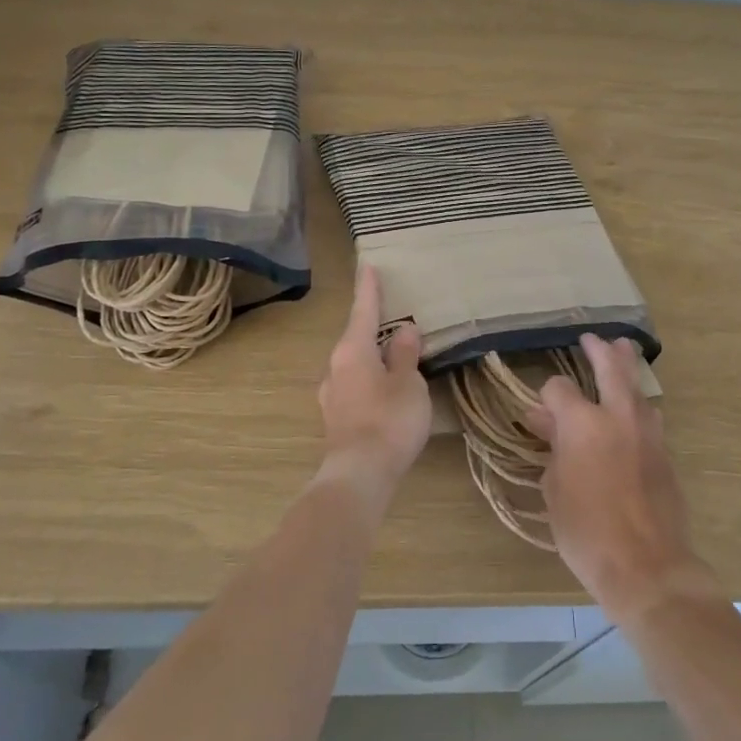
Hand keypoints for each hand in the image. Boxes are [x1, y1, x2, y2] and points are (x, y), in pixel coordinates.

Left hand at [316, 264, 431, 510]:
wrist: (360, 475)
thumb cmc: (389, 420)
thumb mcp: (408, 382)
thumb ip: (405, 354)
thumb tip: (404, 330)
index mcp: (352, 351)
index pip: (363, 310)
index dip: (368, 288)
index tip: (368, 265)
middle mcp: (336, 367)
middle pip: (357, 338)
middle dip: (374, 327)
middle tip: (393, 315)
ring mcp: (333, 395)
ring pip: (356, 364)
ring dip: (374, 356)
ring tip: (396, 356)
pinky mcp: (337, 419)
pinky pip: (356, 386)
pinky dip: (372, 379)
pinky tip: (386, 390)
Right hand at [527, 334, 717, 622]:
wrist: (645, 565)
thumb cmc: (585, 530)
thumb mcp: (554, 489)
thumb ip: (552, 448)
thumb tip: (546, 423)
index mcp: (582, 422)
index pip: (559, 388)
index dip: (546, 396)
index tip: (539, 411)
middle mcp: (618, 416)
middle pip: (611, 367)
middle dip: (599, 350)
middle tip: (593, 340)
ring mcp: (647, 432)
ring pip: (638, 387)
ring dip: (627, 369)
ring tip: (621, 354)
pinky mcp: (665, 452)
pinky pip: (650, 414)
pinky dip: (639, 403)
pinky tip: (633, 407)